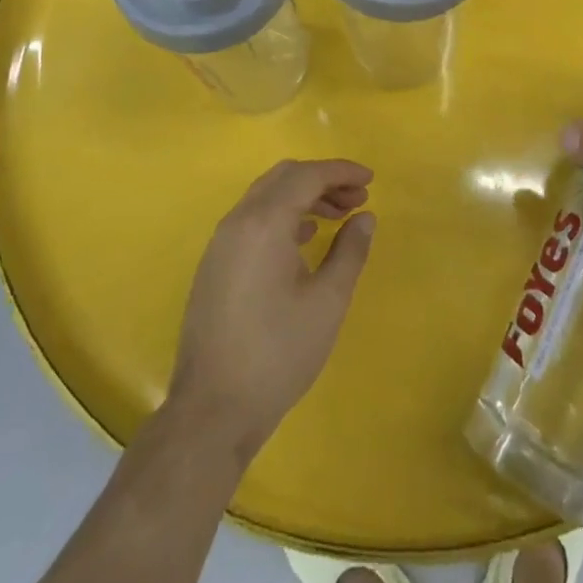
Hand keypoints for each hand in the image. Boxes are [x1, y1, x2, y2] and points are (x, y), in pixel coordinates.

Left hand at [168, 159, 375, 460]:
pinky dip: (282, 215)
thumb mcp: (327, 302)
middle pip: (283, 178)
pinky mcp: (215, 264)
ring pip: (266, 197)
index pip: (306, 176)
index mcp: (264, 222)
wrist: (212, 411)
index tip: (371, 179)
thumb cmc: (277, 354)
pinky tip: (304, 239)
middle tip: (357, 198)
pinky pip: (252, 219)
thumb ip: (350, 251)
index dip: (341, 171)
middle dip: (323, 180)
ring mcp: (221, 243)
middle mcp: (238, 221)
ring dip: (303, 197)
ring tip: (338, 217)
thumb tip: (364, 216)